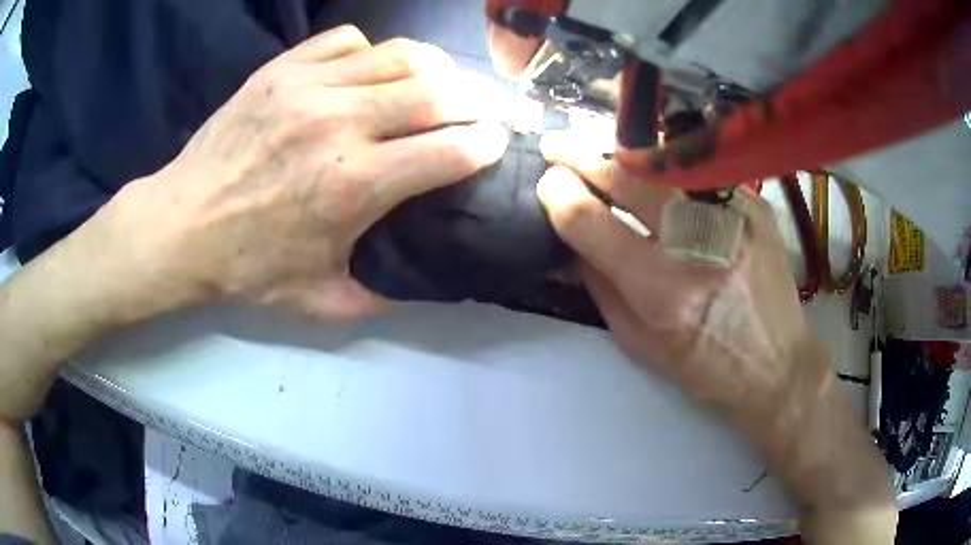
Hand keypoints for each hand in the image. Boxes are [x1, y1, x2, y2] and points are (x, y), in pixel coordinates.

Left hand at [96, 25, 508, 319]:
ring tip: (433, 84)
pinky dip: (371, 53)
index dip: (485, 144)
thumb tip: (425, 285)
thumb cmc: (246, 267)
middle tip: (477, 109)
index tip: (494, 143)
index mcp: (354, 185)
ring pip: (399, 55)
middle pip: (437, 90)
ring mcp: (308, 87)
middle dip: (472, 100)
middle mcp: (340, 124)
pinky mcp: (281, 69)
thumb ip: (380, 297)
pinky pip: (348, 41)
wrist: (180, 227)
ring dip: (430, 69)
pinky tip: (365, 74)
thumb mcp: (318, 301)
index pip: (450, 149)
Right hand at [538, 132, 897, 542]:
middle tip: (556, 145)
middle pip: (627, 177)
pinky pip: (699, 174)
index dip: (559, 195)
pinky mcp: (754, 205)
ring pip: (664, 163)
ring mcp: (733, 217)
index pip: (592, 223)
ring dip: (622, 154)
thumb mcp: (640, 344)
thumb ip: (600, 286)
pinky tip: (656, 171)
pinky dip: (668, 169)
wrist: (777, 364)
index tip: (547, 184)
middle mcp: (698, 244)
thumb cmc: (706, 366)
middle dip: (581, 155)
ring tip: (599, 151)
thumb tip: (570, 240)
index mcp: (663, 291)